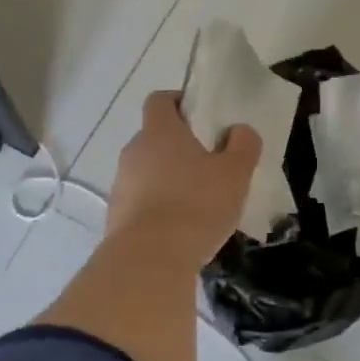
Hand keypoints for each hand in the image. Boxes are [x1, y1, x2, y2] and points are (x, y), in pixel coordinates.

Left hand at [105, 91, 259, 270]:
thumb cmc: (196, 205)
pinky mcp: (116, 216)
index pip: (160, 100)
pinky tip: (180, 229)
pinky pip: (141, 201)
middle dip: (179, 146)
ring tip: (197, 202)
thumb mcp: (235, 173)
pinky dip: (158, 207)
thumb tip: (240, 130)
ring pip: (147, 171)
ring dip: (168, 179)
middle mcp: (133, 151)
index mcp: (159, 132)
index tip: (201, 117)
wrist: (150, 260)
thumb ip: (243, 145)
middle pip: (155, 137)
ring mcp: (121, 185)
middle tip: (208, 164)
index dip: (179, 102)